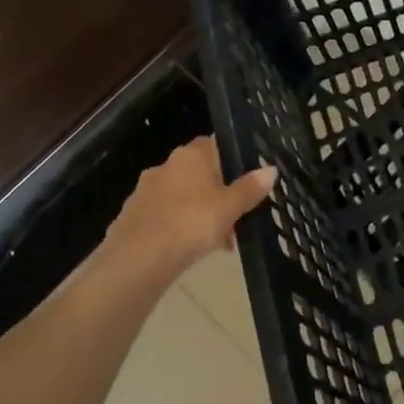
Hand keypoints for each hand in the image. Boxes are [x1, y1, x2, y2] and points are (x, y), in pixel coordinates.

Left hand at [101, 135, 277, 278]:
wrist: (138, 259)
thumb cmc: (191, 223)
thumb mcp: (231, 207)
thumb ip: (250, 188)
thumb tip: (271, 169)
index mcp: (191, 155)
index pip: (214, 144)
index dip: (232, 159)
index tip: (247, 179)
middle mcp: (166, 165)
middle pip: (200, 173)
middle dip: (218, 193)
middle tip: (237, 217)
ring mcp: (146, 190)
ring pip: (183, 196)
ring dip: (201, 212)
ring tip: (220, 241)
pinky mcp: (133, 215)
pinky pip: (166, 215)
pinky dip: (180, 226)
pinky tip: (191, 249)